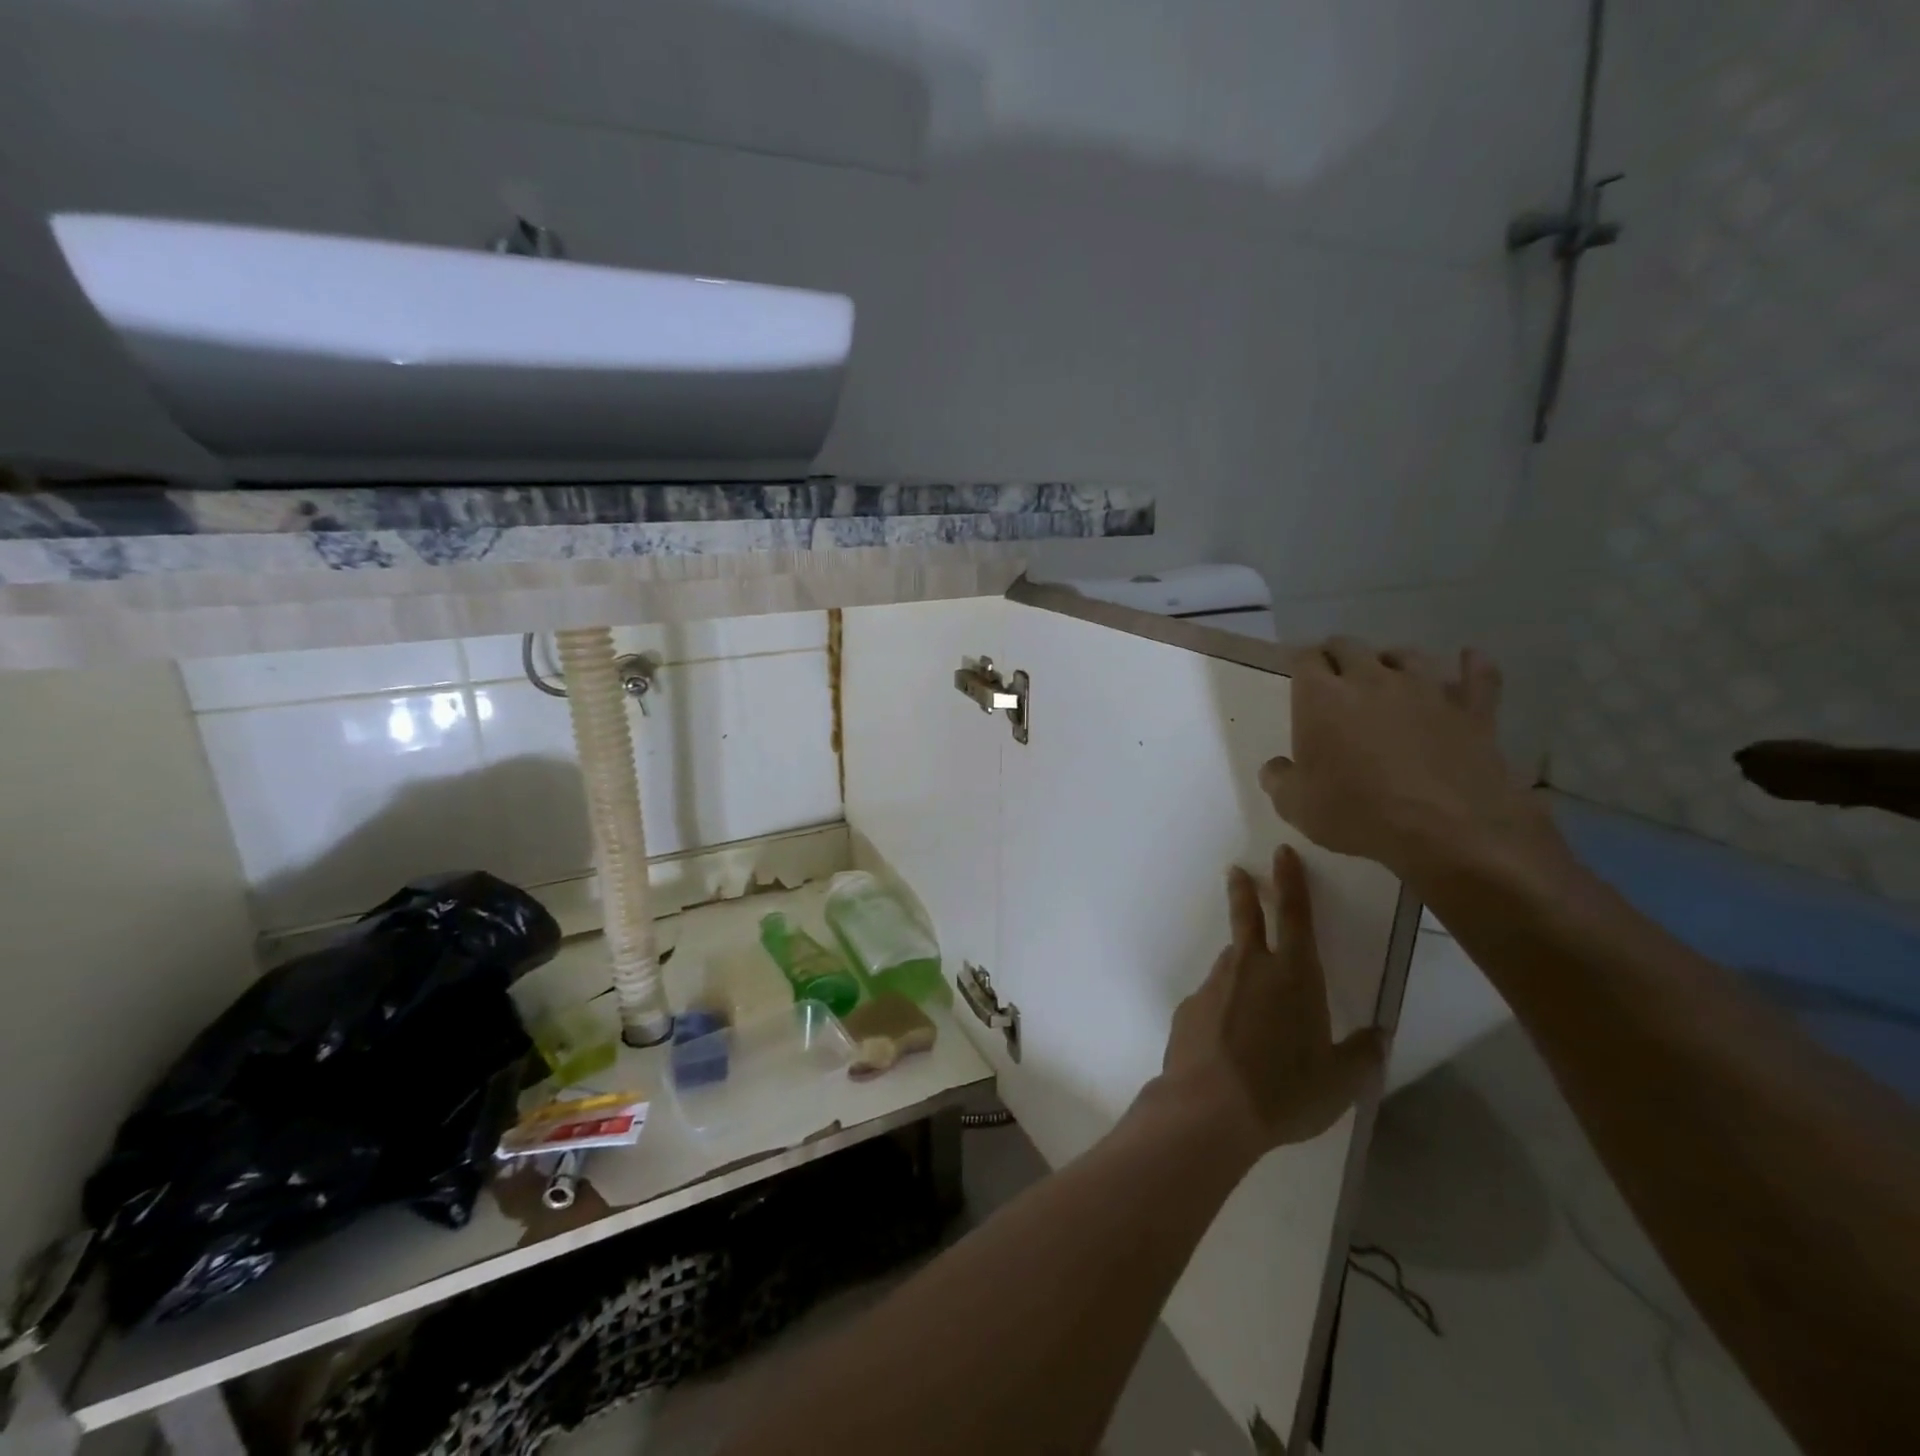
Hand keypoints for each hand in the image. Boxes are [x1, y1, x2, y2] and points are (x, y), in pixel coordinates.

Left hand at [1158, 845, 1384, 1161]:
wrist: (1209, 1108)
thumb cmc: (1284, 1092)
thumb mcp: (1340, 1081)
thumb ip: (1362, 1054)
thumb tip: (1380, 1034)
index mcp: (1293, 976)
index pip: (1295, 915)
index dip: (1291, 881)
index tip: (1281, 853)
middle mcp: (1249, 968)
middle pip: (1247, 919)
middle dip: (1245, 892)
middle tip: (1237, 872)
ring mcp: (1213, 985)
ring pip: (1231, 964)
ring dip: (1241, 966)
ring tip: (1252, 1000)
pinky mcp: (1188, 1007)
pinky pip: (1213, 999)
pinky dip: (1223, 1007)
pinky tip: (1228, 1039)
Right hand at [1259, 639, 1563, 884]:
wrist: (1447, 830)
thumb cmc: (1357, 813)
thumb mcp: (1296, 806)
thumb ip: (1278, 780)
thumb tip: (1276, 767)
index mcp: (1322, 698)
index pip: (1305, 659)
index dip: (1300, 664)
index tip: (1298, 678)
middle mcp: (1371, 679)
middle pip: (1349, 646)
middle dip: (1337, 656)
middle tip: (1334, 676)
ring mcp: (1426, 689)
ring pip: (1405, 654)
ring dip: (1391, 661)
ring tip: (1388, 676)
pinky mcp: (1471, 709)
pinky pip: (1477, 675)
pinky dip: (1471, 666)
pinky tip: (1468, 660)